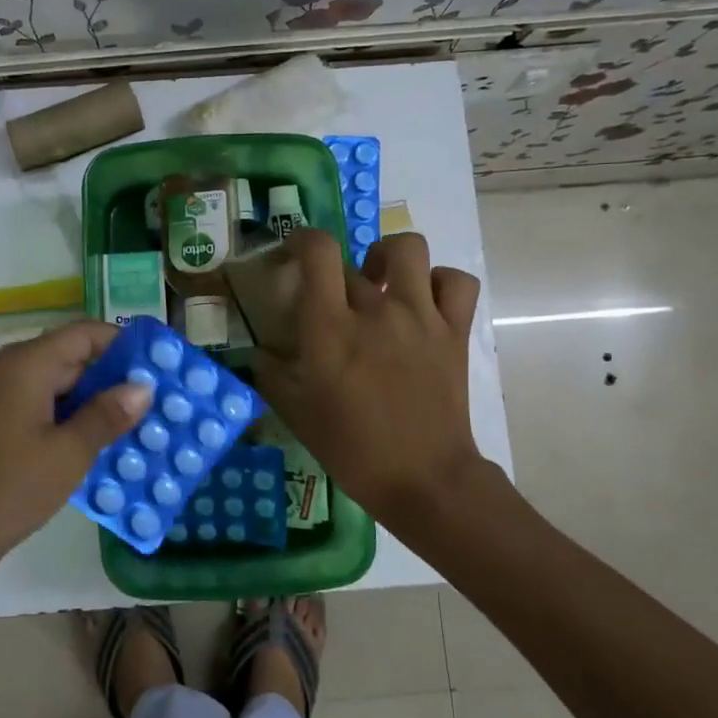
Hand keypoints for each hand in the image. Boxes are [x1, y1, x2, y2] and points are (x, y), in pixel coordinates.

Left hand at [0, 321, 151, 572]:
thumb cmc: (10, 490)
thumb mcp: (69, 454)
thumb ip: (107, 414)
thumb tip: (142, 387)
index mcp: (21, 364)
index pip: (81, 334)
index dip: (120, 344)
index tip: (153, 366)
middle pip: (61, 355)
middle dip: (103, 377)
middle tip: (142, 403)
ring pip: (41, 380)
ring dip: (78, 398)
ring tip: (117, 424)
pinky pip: (21, 399)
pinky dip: (51, 411)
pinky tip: (74, 439)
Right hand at [254, 229, 483, 520]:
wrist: (423, 478)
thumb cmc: (351, 448)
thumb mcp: (295, 413)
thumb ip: (271, 374)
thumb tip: (261, 351)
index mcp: (331, 327)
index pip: (318, 251)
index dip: (303, 239)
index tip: (295, 254)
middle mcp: (376, 309)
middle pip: (352, 262)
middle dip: (336, 275)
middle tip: (333, 302)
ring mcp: (421, 316)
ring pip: (409, 248)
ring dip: (388, 256)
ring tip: (381, 281)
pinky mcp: (454, 330)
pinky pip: (456, 282)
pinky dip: (440, 281)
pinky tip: (423, 300)